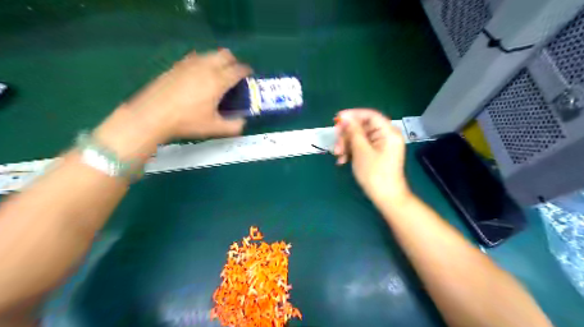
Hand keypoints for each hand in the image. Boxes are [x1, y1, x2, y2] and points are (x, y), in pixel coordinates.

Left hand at [125, 47, 252, 138]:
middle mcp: (206, 67)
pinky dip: (204, 62)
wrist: (153, 115)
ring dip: (218, 60)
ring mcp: (189, 64)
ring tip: (217, 75)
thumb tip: (242, 122)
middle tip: (234, 74)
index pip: (238, 69)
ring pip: (210, 53)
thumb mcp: (214, 128)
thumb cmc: (187, 121)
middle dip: (233, 61)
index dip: (246, 71)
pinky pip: (196, 57)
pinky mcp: (177, 65)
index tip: (249, 75)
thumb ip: (234, 126)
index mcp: (218, 81)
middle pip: (225, 54)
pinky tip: (199, 76)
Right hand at [333, 109, 409, 204]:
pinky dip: (351, 152)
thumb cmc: (375, 173)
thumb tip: (345, 118)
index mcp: (388, 132)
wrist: (386, 198)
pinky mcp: (376, 155)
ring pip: (360, 138)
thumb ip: (353, 132)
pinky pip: (362, 147)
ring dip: (346, 145)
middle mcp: (386, 136)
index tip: (337, 119)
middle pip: (363, 127)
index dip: (353, 115)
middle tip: (336, 143)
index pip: (370, 115)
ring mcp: (381, 146)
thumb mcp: (361, 151)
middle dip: (347, 135)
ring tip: (337, 155)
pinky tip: (342, 160)